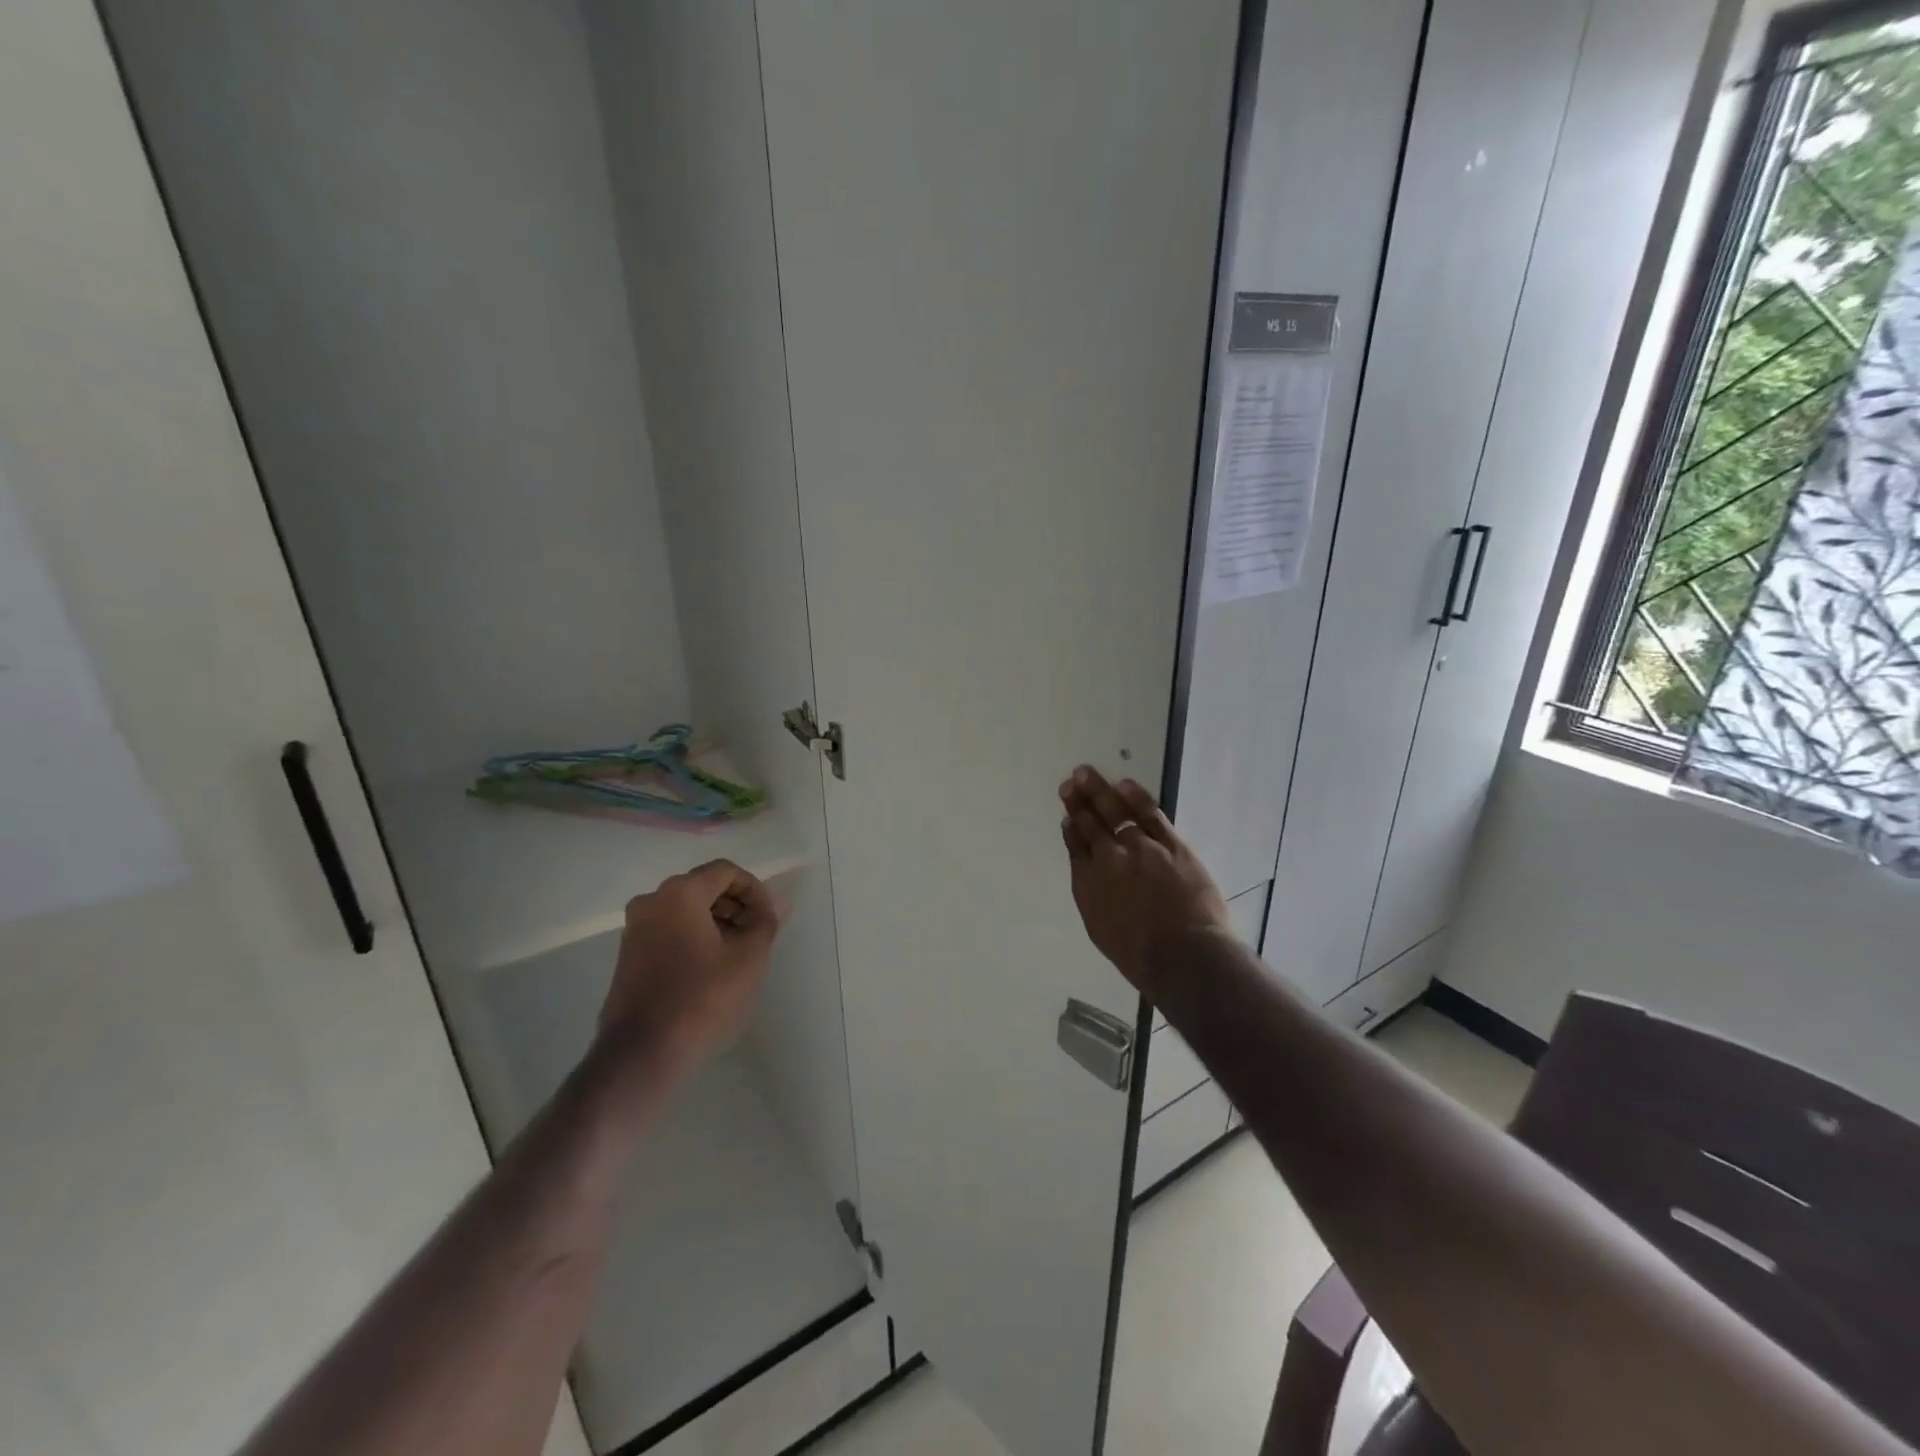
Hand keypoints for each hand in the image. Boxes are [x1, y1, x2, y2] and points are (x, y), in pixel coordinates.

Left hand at [595, 859, 780, 1073]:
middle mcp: (652, 901)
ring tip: (738, 956)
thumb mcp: (748, 959)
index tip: (768, 919)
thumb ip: (764, 923)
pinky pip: (670, 931)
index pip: (726, 872)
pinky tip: (712, 971)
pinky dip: (695, 938)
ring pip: (686, 910)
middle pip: (704, 887)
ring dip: (717, 924)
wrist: (641, 1053)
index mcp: (680, 893)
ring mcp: (635, 928)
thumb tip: (775, 905)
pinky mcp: (629, 955)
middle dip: (736, 907)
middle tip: (757, 937)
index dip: (755, 890)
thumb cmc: (701, 998)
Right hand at [1059, 766, 1228, 999]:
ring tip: (1086, 773)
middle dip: (1078, 801)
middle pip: (1090, 823)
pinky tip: (1124, 784)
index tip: (1067, 815)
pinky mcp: (1172, 844)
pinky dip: (1136, 797)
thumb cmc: (1140, 954)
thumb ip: (1091, 893)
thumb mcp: (1100, 928)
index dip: (1071, 828)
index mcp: (1089, 882)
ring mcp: (1141, 848)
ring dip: (1099, 791)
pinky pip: (1150, 813)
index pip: (1076, 847)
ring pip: (1116, 812)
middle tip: (1070, 781)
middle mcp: (1109, 859)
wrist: (1184, 954)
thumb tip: (1087, 867)